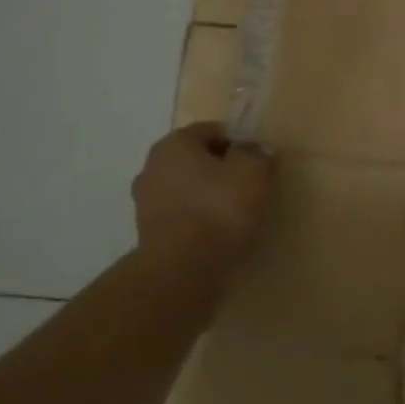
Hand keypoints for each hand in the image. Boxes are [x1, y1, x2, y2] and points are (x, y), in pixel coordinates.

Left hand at [132, 122, 273, 271]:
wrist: (181, 272)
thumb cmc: (218, 210)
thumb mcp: (253, 172)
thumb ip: (258, 154)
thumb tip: (258, 149)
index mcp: (174, 143)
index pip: (213, 131)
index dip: (240, 142)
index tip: (258, 161)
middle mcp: (153, 166)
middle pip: (197, 160)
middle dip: (221, 170)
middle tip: (249, 187)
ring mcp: (146, 202)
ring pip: (187, 189)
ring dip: (208, 197)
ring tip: (236, 215)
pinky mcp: (148, 234)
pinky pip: (182, 217)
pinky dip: (198, 221)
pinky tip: (218, 235)